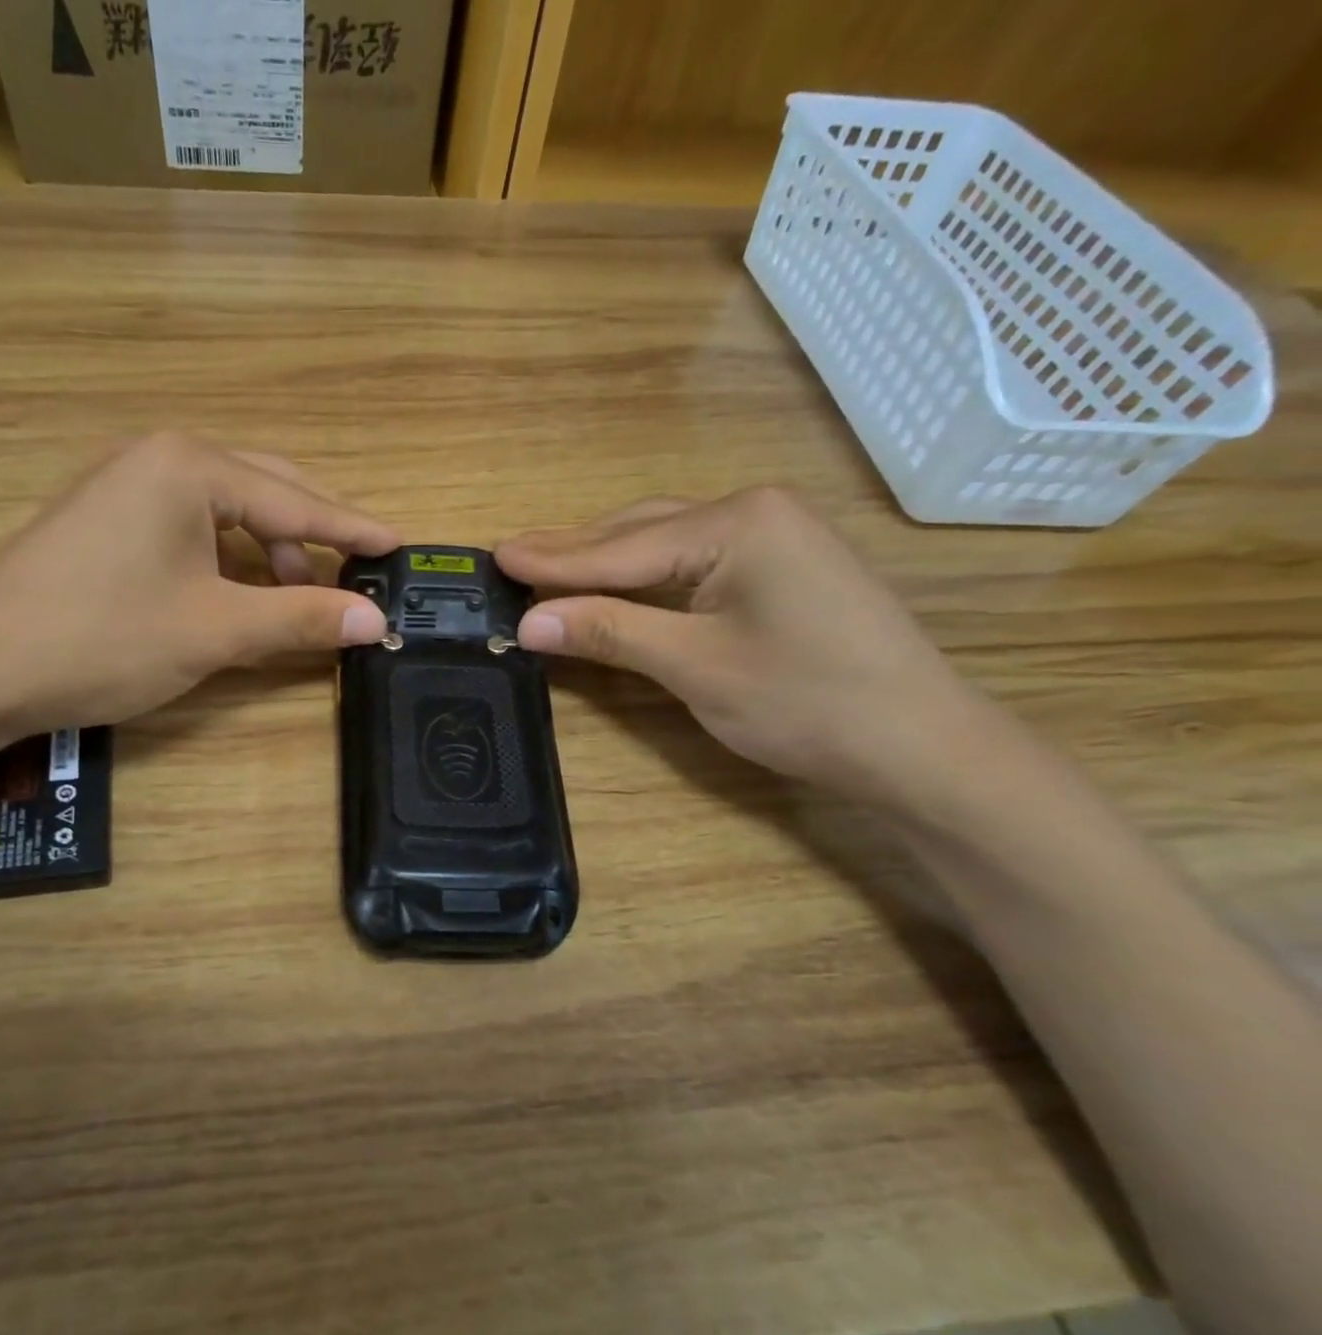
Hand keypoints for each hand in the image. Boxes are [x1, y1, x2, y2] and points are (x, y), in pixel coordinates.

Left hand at [0, 433, 397, 733]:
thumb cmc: (104, 637)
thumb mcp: (215, 630)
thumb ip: (299, 618)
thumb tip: (374, 619)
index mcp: (191, 467)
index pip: (296, 501)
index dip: (351, 529)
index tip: (399, 545)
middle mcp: (161, 459)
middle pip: (265, 491)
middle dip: (313, 534)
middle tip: (355, 571)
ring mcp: (129, 487)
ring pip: (228, 511)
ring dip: (270, 551)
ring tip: (293, 596)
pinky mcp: (110, 520)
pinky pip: (193, 528)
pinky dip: (229, 559)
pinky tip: (238, 593)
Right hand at [495, 487, 982, 803]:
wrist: (919, 744)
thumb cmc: (806, 702)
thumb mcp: (695, 666)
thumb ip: (610, 631)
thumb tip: (528, 621)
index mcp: (737, 522)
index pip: (621, 546)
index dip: (553, 559)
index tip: (495, 555)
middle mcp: (755, 511)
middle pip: (641, 532)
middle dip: (576, 550)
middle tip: (512, 557)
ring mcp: (775, 536)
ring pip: (666, 543)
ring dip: (608, 559)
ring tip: (549, 567)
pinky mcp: (783, 567)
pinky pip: (694, 560)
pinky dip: (645, 575)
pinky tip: (617, 582)